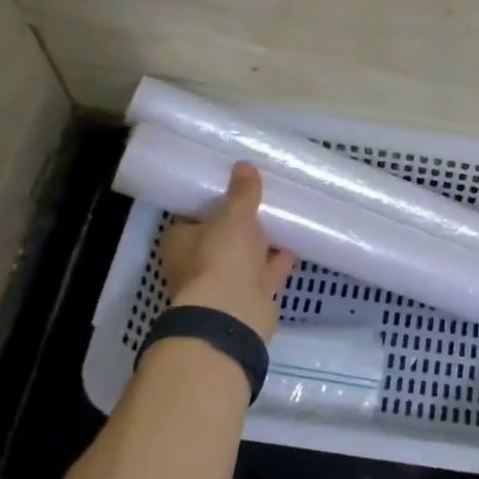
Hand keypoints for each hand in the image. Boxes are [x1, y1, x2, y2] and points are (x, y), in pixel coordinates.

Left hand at [160, 162, 297, 341]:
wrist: (233, 314)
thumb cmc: (221, 258)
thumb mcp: (234, 216)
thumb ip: (242, 192)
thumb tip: (243, 164)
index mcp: (182, 241)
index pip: (194, 216)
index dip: (212, 202)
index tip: (233, 187)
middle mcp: (198, 263)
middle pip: (221, 237)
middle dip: (241, 223)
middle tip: (263, 199)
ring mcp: (224, 282)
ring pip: (245, 256)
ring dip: (262, 242)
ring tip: (284, 216)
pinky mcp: (249, 297)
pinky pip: (266, 272)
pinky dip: (278, 260)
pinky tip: (296, 242)